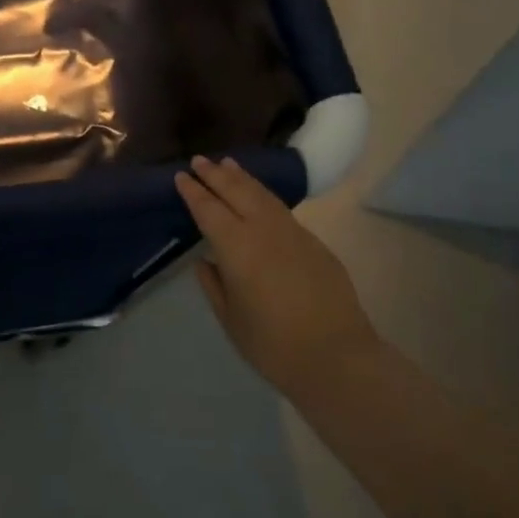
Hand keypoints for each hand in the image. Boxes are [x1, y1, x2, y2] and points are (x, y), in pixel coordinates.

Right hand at [174, 156, 379, 399]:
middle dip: (216, 175)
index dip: (193, 192)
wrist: (337, 357)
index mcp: (236, 248)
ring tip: (228, 164)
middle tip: (200, 160)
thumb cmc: (273, 345)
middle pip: (237, 192)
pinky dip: (264, 195)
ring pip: (263, 195)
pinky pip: (281, 210)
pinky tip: (260, 196)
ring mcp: (293, 233)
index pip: (209, 210)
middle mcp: (264, 231)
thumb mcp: (231, 319)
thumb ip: (215, 285)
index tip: (181, 176)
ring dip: (243, 178)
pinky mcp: (314, 243)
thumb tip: (206, 262)